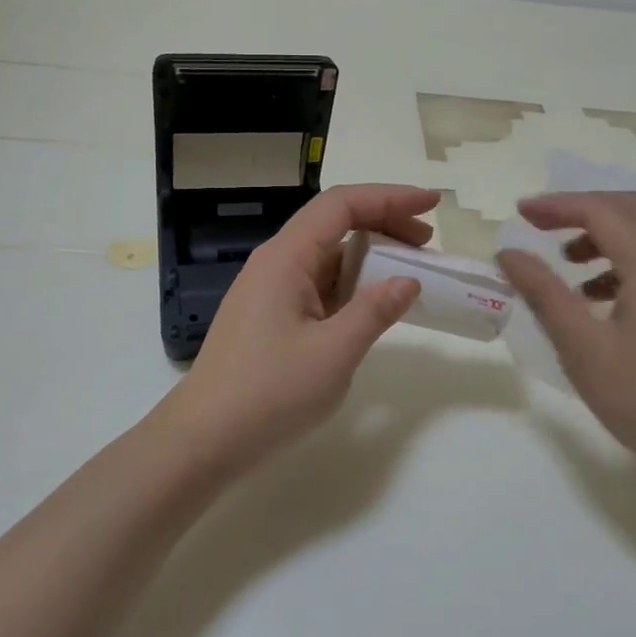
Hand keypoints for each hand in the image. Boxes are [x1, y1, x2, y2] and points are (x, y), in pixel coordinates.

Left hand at [162, 184, 438, 474]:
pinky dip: (350, 285)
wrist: (204, 439)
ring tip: (408, 274)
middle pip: (334, 224)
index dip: (390, 197)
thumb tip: (408, 281)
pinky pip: (316, 285)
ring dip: (369, 258)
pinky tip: (371, 306)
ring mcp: (269, 290)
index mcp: (286, 257)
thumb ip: (375, 311)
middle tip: (427, 244)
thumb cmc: (270, 392)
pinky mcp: (268, 316)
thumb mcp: (334, 352)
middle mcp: (275, 262)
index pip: (342, 205)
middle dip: (384, 223)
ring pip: (326, 256)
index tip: (431, 204)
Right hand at [497, 192, 635, 465]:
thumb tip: (509, 253)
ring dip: (607, 234)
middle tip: (540, 225)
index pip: (601, 210)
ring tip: (569, 263)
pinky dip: (628, 259)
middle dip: (582, 210)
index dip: (557, 205)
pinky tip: (603, 297)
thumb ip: (543, 292)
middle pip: (631, 209)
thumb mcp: (581, 346)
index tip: (520, 212)